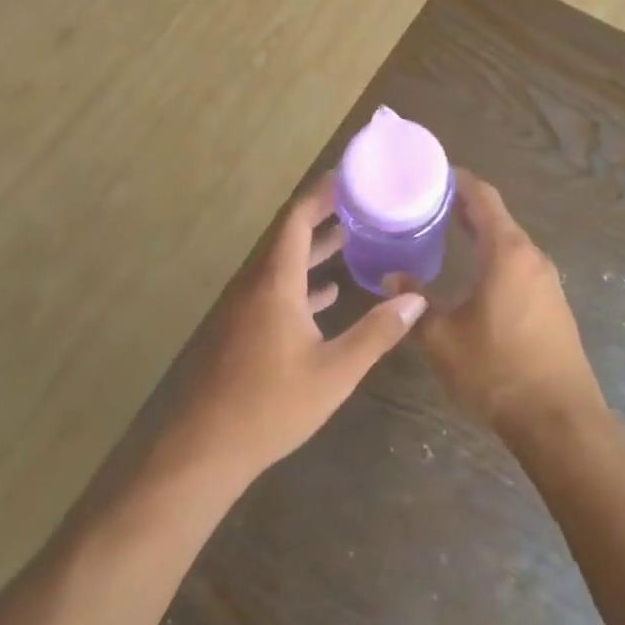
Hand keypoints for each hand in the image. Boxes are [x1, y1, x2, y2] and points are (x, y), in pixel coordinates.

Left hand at [162, 175, 426, 485]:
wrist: (208, 447)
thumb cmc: (273, 405)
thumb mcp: (335, 371)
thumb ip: (376, 333)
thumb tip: (415, 299)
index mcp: (276, 284)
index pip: (295, 221)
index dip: (320, 195)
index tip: (347, 178)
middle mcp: (257, 286)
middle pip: (289, 238)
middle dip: (322, 218)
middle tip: (359, 204)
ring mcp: (246, 309)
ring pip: (283, 266)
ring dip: (314, 251)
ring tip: (351, 240)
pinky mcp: (243, 331)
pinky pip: (275, 291)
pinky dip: (303, 283)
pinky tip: (328, 293)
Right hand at [392, 170, 604, 439]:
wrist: (559, 420)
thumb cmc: (496, 370)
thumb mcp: (442, 337)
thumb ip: (415, 303)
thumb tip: (392, 279)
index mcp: (508, 252)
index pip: (483, 197)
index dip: (458, 180)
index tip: (430, 172)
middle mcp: (532, 257)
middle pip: (497, 218)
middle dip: (463, 207)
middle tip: (425, 204)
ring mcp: (547, 282)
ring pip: (508, 244)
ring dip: (479, 235)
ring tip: (442, 234)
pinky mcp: (553, 305)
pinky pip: (518, 266)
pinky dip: (493, 258)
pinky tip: (471, 274)